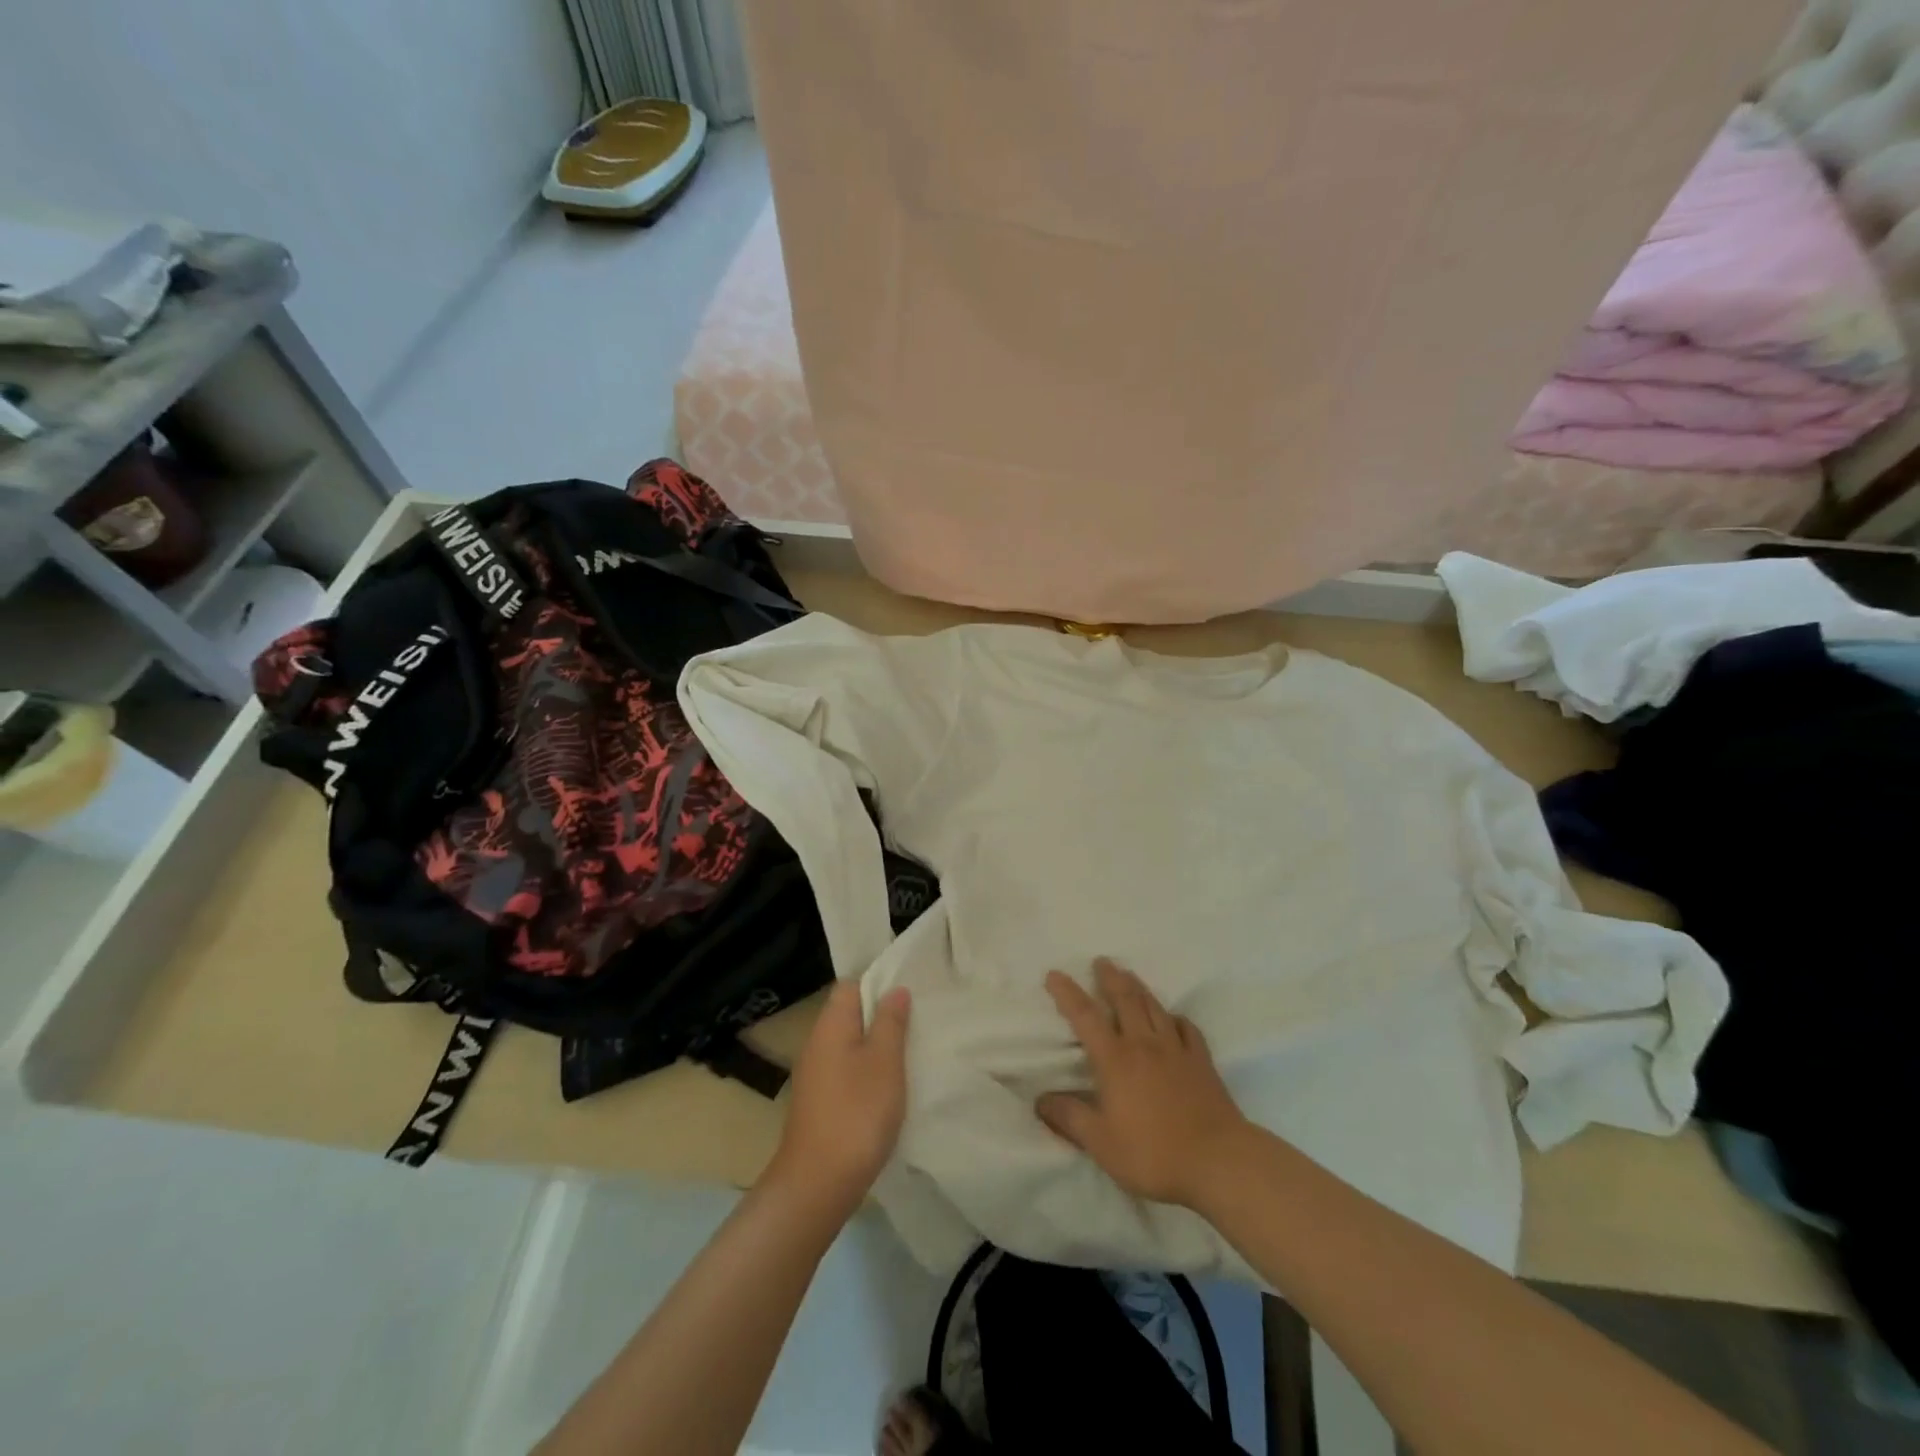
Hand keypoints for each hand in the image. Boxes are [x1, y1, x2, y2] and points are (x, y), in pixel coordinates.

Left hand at [763, 980, 911, 1218]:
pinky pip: (845, 1072)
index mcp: (830, 1025)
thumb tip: (894, 989)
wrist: (817, 1184)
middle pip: (849, 1015)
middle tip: (916, 1023)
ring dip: (876, 1047)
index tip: (908, 994)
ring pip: (849, 1045)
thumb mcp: (884, 1062)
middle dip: (881, 1017)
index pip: (850, 985)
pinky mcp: (818, 1103)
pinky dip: (866, 1073)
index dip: (878, 984)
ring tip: (909, 1054)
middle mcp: (817, 1043)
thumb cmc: (857, 1113)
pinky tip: (888, 1089)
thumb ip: (891, 1022)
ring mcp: (814, 1075)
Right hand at [1037, 958, 1248, 1208]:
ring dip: (1139, 987)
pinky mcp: (1202, 1061)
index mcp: (1115, 1060)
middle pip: (1125, 999)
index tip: (1055, 974)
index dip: (1068, 994)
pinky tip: (1172, 1019)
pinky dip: (1174, 1017)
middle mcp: (1144, 1044)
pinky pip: (1186, 1028)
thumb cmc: (1153, 1153)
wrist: (1219, 1161)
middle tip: (1101, 961)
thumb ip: (1070, 1119)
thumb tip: (1040, 1100)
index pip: (1085, 1017)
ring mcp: (1176, 1050)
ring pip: (1154, 1007)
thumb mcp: (1101, 1144)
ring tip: (1129, 974)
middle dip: (1110, 977)